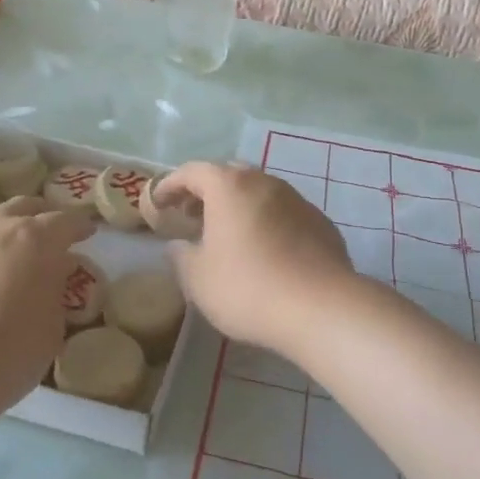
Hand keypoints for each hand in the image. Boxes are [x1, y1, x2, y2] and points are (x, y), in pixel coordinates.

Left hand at [0, 193, 95, 429]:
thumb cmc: (3, 358)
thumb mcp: (51, 332)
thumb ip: (55, 295)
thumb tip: (50, 277)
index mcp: (35, 240)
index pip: (66, 220)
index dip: (80, 226)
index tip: (88, 233)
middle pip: (25, 205)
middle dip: (42, 215)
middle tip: (50, 233)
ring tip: (1, 235)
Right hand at [158, 163, 357, 361]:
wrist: (321, 307)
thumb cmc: (248, 287)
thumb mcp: (198, 279)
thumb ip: (181, 256)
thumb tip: (178, 245)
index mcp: (230, 187)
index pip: (192, 172)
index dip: (170, 185)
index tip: (158, 203)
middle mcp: (264, 182)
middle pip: (228, 175)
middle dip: (206, 191)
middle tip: (192, 215)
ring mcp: (296, 199)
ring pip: (259, 192)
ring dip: (239, 206)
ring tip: (227, 234)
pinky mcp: (320, 221)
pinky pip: (283, 212)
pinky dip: (266, 222)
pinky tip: (264, 250)